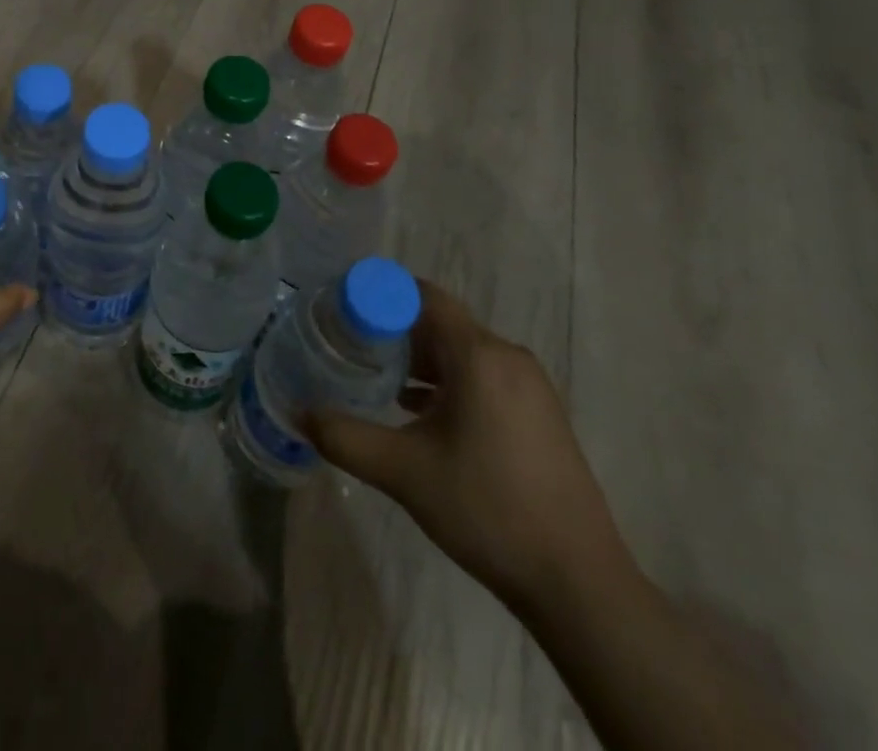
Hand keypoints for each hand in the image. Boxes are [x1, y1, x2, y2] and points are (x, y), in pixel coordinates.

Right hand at [306, 281, 629, 614]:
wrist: (578, 583)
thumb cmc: (487, 510)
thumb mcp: (403, 472)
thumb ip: (344, 437)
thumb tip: (299, 413)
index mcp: (479, 355)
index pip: (423, 295)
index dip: (380, 293)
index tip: (342, 308)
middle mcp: (507, 357)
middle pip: (440, 322)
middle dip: (393, 329)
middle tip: (350, 345)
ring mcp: (529, 386)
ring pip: (461, 351)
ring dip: (419, 358)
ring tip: (376, 378)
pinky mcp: (538, 414)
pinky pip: (482, 375)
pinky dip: (447, 381)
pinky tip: (418, 412)